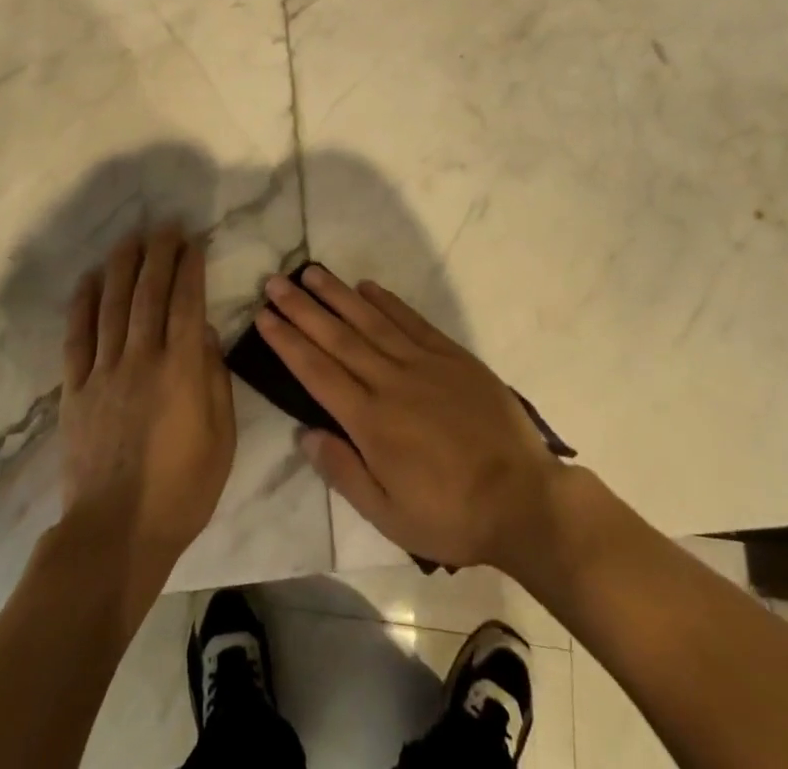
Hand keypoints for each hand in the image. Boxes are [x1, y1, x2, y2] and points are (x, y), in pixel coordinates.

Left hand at [59, 225, 236, 596]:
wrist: (116, 534)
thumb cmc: (182, 489)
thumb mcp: (222, 438)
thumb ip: (215, 379)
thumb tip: (206, 332)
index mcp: (182, 370)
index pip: (187, 303)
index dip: (190, 268)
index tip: (192, 242)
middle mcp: (142, 359)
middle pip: (149, 294)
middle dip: (158, 254)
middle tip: (165, 226)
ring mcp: (104, 373)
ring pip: (112, 306)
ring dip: (121, 267)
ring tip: (129, 239)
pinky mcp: (75, 391)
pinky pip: (76, 338)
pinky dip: (81, 305)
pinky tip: (88, 280)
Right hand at [256, 265, 565, 575]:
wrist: (523, 499)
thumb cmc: (451, 514)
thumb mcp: (389, 515)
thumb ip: (344, 472)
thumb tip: (304, 434)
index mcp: (371, 422)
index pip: (317, 373)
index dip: (288, 343)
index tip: (264, 317)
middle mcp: (390, 382)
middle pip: (337, 338)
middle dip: (302, 309)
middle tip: (274, 282)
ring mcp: (423, 364)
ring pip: (370, 321)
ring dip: (337, 295)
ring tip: (311, 272)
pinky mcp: (452, 356)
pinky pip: (412, 321)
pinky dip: (387, 301)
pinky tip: (366, 286)